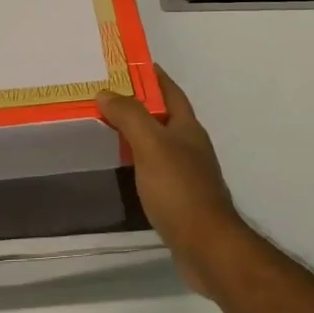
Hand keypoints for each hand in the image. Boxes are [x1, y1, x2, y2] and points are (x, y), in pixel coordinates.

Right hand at [97, 68, 249, 299]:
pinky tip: (124, 170)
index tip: (128, 65)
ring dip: (138, 134)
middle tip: (107, 98)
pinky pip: (156, 170)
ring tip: (109, 130)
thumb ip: (130, 116)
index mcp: (188, 128)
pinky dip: (140, 163)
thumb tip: (107, 92)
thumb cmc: (179, 189)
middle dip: (140, 104)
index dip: (153, 76)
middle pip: (165, 116)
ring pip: (160, 144)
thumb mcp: (151, 145)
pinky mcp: (181, 200)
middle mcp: (191, 147)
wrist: (206, 247)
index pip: (170, 91)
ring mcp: (188, 174)